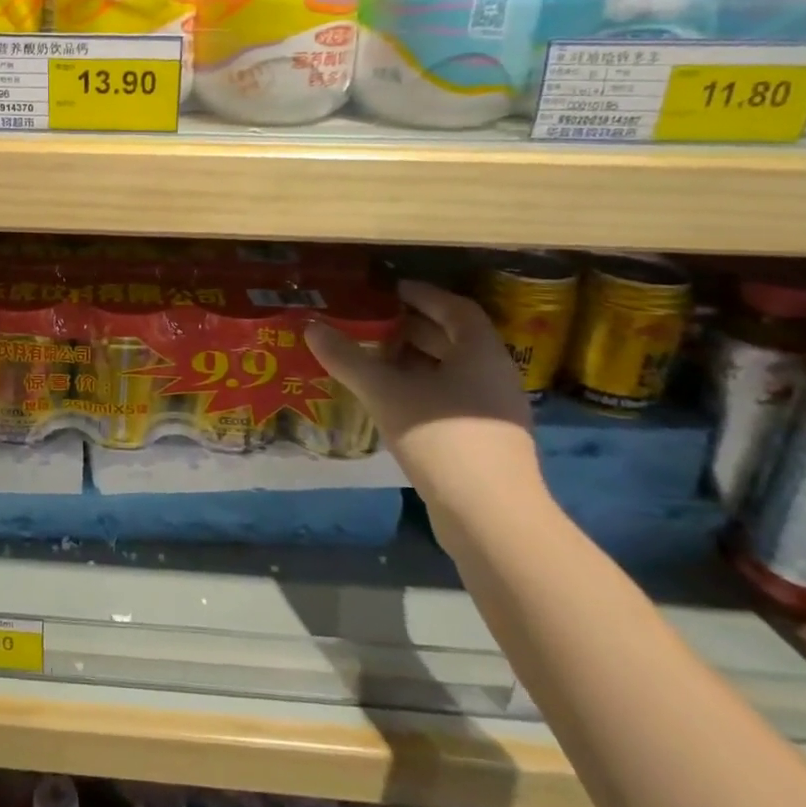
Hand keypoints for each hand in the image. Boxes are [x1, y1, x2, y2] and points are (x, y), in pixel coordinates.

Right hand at [306, 280, 542, 516]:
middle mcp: (493, 376)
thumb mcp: (387, 393)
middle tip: (373, 322)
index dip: (425, 295)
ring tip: (373, 358)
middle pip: (454, 340)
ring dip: (414, 362)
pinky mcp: (483, 443)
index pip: (456, 309)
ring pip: (450, 373)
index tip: (392, 289)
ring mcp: (492, 412)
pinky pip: (449, 400)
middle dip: (413, 328)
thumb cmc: (443, 439)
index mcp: (480, 354)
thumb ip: (349, 359)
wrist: (490, 517)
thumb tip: (312, 327)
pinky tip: (389, 401)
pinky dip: (419, 390)